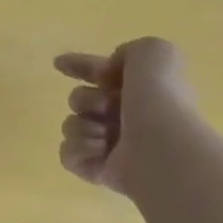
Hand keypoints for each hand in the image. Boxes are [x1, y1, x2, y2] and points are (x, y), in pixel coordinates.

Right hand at [54, 37, 200, 198]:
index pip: (103, 74)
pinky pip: (68, 154)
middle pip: (81, 100)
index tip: (60, 64)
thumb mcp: (154, 52)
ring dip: (82, 125)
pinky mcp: (98, 171)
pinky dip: (78, 148)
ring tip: (104, 135)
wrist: (163, 146)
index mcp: (141, 91)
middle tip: (105, 107)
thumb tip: (112, 72)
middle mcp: (127, 119)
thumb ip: (131, 51)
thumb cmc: (160, 98)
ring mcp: (112, 146)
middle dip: (85, 100)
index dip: (82, 66)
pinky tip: (98, 149)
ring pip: (72, 125)